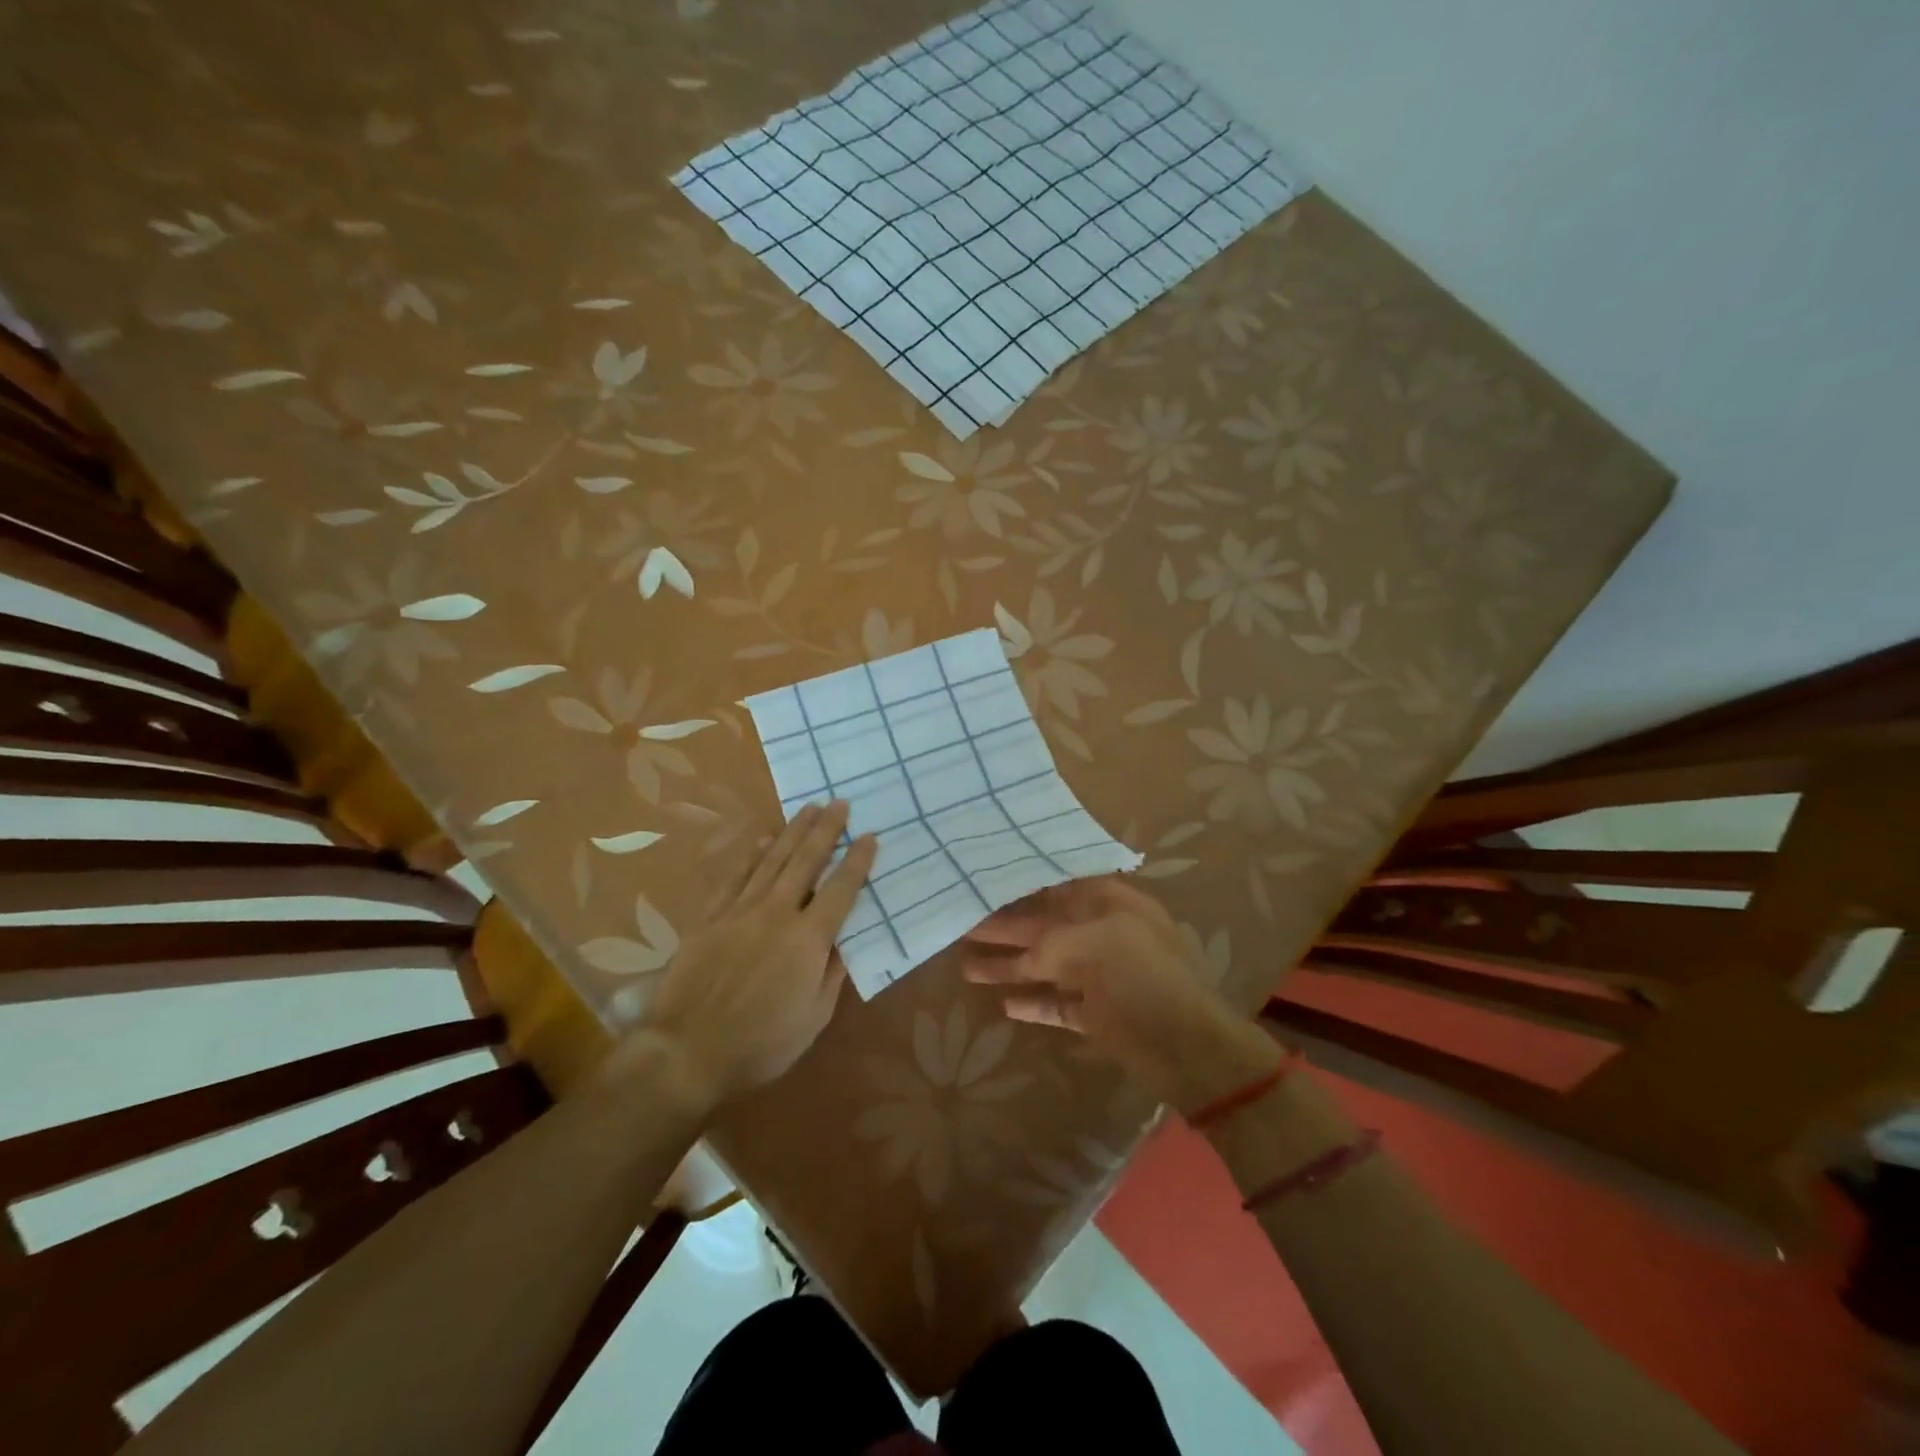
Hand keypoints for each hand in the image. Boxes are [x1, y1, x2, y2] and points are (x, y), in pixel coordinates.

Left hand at [616, 800, 876, 1110]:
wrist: (687, 1051)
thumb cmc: (760, 1044)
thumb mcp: (813, 1019)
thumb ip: (831, 974)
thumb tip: (842, 942)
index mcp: (808, 939)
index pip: (841, 890)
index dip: (858, 862)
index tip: (870, 836)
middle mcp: (777, 913)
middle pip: (806, 861)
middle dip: (826, 830)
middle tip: (840, 802)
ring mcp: (741, 911)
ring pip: (772, 860)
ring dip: (793, 832)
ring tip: (809, 808)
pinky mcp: (711, 918)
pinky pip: (735, 877)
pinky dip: (750, 856)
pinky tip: (761, 840)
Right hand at [960, 876, 1280, 1110]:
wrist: (1190, 1049)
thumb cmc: (1145, 979)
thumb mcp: (1094, 945)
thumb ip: (1050, 943)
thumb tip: (1023, 957)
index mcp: (1112, 905)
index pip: (1059, 886)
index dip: (1024, 885)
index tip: (986, 882)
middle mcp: (1104, 934)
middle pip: (1045, 926)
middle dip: (1005, 928)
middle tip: (963, 924)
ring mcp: (1101, 976)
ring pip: (1045, 965)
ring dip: (1009, 966)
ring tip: (966, 967)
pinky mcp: (1097, 1014)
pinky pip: (1057, 1003)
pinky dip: (1033, 1002)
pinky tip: (1005, 1003)